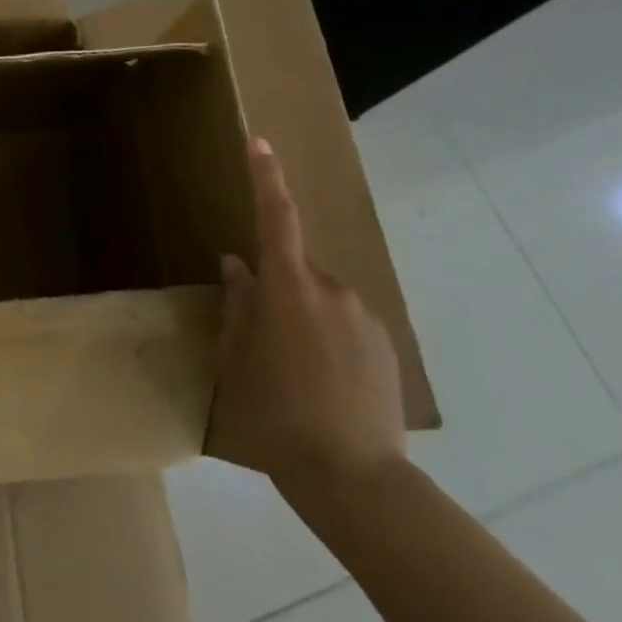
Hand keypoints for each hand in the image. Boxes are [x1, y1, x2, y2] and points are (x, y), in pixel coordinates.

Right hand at [206, 137, 406, 497]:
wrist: (355, 478)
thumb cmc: (276, 415)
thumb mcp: (236, 361)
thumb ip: (237, 306)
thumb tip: (237, 266)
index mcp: (286, 291)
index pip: (275, 219)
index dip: (265, 178)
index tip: (259, 143)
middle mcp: (330, 291)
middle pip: (294, 269)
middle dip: (274, 288)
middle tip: (257, 341)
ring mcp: (363, 317)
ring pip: (318, 298)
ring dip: (300, 317)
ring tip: (291, 373)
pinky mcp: (384, 344)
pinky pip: (343, 323)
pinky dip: (326, 338)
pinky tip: (321, 385)